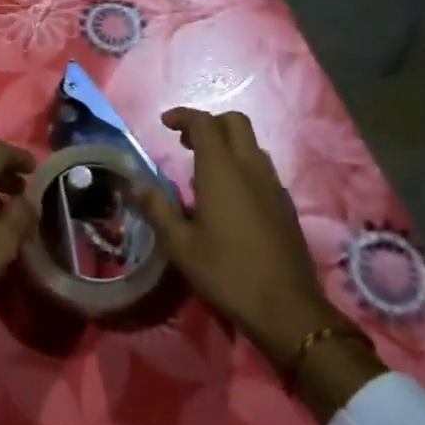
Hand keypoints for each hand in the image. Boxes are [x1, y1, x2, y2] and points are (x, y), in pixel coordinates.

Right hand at [138, 108, 351, 373]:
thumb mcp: (181, 245)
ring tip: (202, 169)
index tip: (165, 123)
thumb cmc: (226, 273)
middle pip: (235, 123)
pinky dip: (242, 166)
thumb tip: (137, 185)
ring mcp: (273, 185)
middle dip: (209, 123)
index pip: (204, 123)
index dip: (183, 116)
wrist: (287, 308)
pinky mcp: (286, 204)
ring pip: (252, 145)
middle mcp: (251, 168)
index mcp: (222, 170)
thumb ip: (158, 209)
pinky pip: (262, 169)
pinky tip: (229, 197)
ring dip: (227, 144)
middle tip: (185, 142)